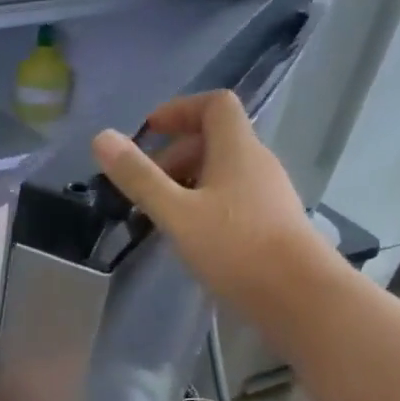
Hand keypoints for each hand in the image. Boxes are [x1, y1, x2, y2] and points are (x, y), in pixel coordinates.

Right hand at [91, 91, 336, 333]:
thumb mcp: (176, 213)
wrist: (298, 295)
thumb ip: (139, 178)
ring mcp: (268, 194)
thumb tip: (102, 138)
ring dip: (189, 182)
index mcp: (237, 149)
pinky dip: (205, 204)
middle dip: (176, 154)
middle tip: (146, 184)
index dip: (180, 109)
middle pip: (216, 140)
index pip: (214, 105)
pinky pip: (232, 197)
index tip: (149, 131)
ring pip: (223, 172)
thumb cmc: (235, 247)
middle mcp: (257, 163)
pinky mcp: (271, 222)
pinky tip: (190, 235)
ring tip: (162, 213)